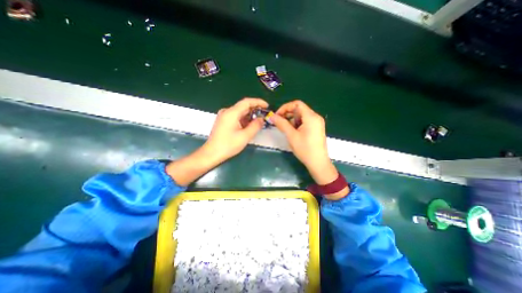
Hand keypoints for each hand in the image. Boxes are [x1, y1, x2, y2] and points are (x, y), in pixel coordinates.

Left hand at [204, 97, 268, 162]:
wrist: (212, 153)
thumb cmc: (228, 145)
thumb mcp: (245, 136)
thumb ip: (255, 126)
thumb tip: (261, 119)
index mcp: (231, 113)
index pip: (247, 102)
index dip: (258, 102)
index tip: (267, 106)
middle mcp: (227, 111)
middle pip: (243, 106)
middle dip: (255, 110)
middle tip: (264, 116)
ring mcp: (224, 116)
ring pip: (240, 112)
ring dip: (250, 116)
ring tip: (258, 122)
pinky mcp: (223, 121)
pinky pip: (236, 117)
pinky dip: (244, 120)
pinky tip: (249, 126)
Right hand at [269, 100, 338, 185]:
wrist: (318, 163)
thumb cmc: (305, 149)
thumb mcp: (291, 136)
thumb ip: (281, 124)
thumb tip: (272, 116)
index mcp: (311, 116)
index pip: (297, 104)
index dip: (285, 107)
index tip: (277, 116)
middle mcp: (316, 117)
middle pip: (299, 109)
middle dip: (287, 114)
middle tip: (279, 123)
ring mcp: (317, 123)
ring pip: (301, 116)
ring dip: (291, 120)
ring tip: (285, 129)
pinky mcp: (316, 128)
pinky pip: (305, 121)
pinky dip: (297, 124)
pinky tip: (292, 132)